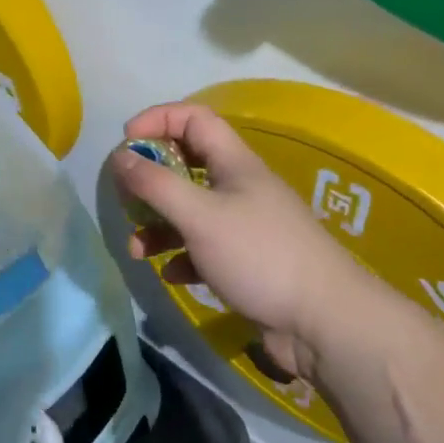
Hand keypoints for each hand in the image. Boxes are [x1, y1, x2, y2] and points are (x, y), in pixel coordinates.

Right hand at [110, 102, 381, 380]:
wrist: (324, 323)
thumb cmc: (259, 255)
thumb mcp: (200, 215)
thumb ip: (156, 184)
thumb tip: (119, 156)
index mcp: (234, 163)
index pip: (194, 119)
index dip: (157, 120)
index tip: (126, 143)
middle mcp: (239, 188)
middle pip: (187, 164)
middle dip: (151, 179)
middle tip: (126, 199)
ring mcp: (244, 226)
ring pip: (190, 211)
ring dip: (159, 225)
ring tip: (137, 249)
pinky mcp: (245, 263)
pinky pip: (201, 249)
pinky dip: (181, 256)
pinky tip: (172, 275)